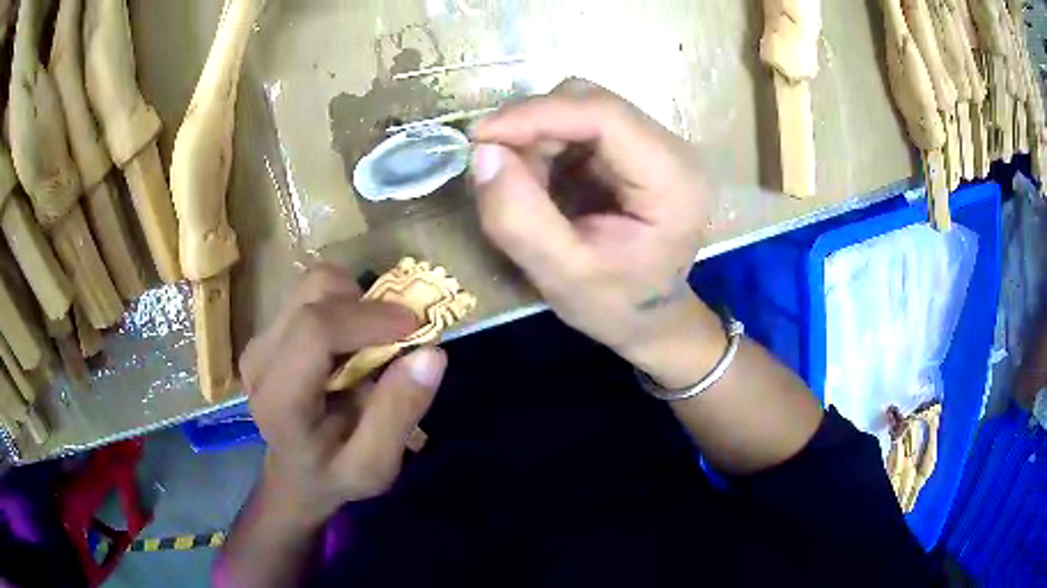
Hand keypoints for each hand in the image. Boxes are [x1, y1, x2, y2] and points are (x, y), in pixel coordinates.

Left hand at [240, 266, 446, 522]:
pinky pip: (313, 293)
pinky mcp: (269, 329)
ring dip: (356, 303)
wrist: (297, 473)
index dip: (369, 318)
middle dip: (368, 306)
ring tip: (373, 343)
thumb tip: (432, 353)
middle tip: (400, 338)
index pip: (315, 330)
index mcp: (279, 399)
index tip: (415, 328)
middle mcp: (259, 358)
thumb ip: (399, 413)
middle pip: (315, 295)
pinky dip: (345, 305)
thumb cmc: (336, 474)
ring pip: (315, 284)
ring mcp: (260, 339)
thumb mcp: (376, 465)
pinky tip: (352, 343)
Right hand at [472, 79, 722, 384]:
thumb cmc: (616, 306)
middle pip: (591, 102)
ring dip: (537, 139)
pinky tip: (544, 185)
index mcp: (673, 180)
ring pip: (579, 108)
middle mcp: (672, 149)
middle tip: (498, 171)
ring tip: (527, 190)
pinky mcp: (633, 149)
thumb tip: (483, 152)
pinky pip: (578, 126)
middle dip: (534, 127)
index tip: (479, 136)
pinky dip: (546, 147)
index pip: (604, 115)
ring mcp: (653, 145)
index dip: (536, 114)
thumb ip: (519, 219)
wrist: (650, 320)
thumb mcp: (562, 277)